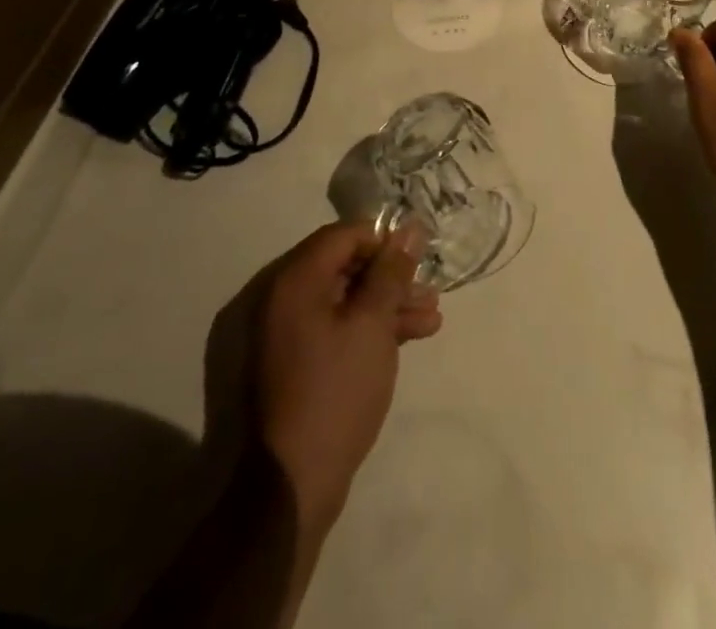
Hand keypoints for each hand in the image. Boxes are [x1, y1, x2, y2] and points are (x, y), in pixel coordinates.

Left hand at [254, 221, 441, 526]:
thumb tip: (409, 229)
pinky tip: (410, 337)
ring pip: (345, 302)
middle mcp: (283, 300)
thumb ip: (391, 272)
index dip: (383, 240)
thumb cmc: (335, 391)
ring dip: (387, 306)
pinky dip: (369, 330)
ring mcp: (286, 335)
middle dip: (392, 278)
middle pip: (345, 268)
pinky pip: (336, 329)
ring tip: (432, 318)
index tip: (417, 255)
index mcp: (295, 281)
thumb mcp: (372, 324)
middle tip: (430, 290)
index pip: (342, 236)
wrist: (291, 485)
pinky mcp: (295, 365)